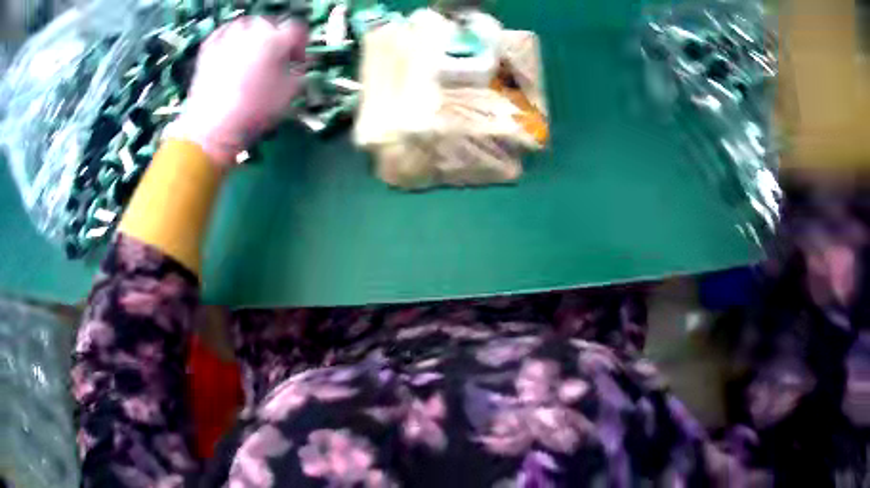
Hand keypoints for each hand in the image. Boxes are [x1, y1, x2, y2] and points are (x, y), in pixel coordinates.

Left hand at [167, 17, 307, 165]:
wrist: (211, 129)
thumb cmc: (254, 112)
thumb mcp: (289, 94)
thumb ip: (299, 73)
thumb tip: (299, 65)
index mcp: (276, 40)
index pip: (297, 30)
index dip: (300, 45)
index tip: (298, 61)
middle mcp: (252, 31)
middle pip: (271, 25)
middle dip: (276, 40)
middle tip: (275, 59)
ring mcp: (228, 38)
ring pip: (247, 26)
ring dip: (253, 37)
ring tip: (252, 55)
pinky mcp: (209, 49)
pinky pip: (223, 34)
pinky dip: (231, 40)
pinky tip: (232, 53)